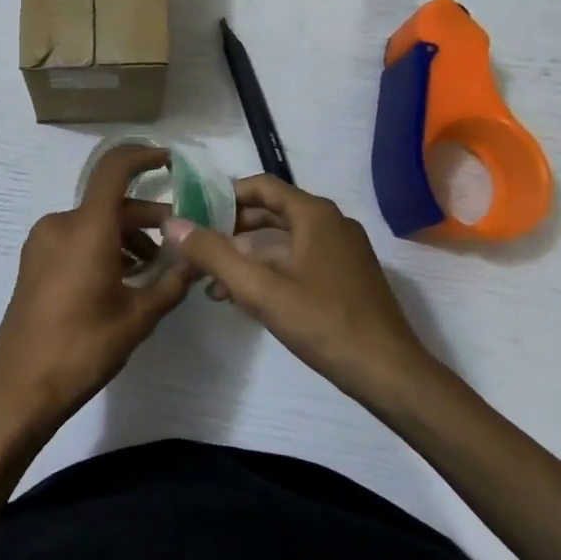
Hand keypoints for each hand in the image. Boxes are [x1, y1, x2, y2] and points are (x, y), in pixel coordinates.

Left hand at [0, 144, 196, 427]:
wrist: (21, 384)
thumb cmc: (83, 348)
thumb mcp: (138, 317)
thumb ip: (172, 282)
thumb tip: (200, 261)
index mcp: (86, 229)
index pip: (114, 169)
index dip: (142, 156)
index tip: (170, 162)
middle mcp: (61, 224)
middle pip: (110, 203)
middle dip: (147, 218)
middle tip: (179, 243)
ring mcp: (42, 241)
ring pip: (94, 222)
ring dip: (126, 235)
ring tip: (153, 269)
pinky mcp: (34, 259)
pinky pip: (75, 237)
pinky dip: (102, 246)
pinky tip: (122, 278)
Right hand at [165, 175, 440, 410]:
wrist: (389, 373)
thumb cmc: (323, 323)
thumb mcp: (259, 289)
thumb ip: (213, 254)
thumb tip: (171, 224)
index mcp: (315, 215)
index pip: (261, 185)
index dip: (224, 194)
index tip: (193, 211)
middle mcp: (331, 224)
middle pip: (271, 211)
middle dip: (231, 227)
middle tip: (196, 245)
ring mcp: (342, 251)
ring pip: (283, 239)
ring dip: (247, 253)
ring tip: (211, 278)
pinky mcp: (346, 277)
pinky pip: (299, 259)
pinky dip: (269, 269)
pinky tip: (244, 297)